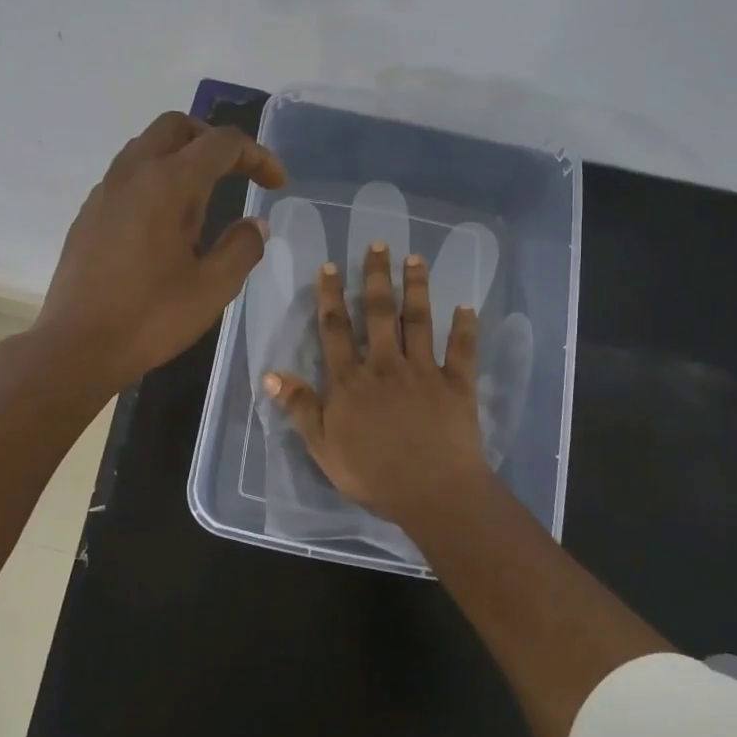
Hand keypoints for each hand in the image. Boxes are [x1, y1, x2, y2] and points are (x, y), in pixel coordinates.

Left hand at [34, 111, 286, 392]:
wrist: (76, 346)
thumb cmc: (150, 317)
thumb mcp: (213, 288)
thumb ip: (242, 247)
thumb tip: (254, 225)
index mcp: (168, 183)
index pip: (221, 143)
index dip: (258, 156)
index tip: (277, 184)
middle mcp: (133, 173)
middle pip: (177, 127)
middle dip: (214, 142)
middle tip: (237, 174)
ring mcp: (105, 191)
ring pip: (147, 147)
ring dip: (181, 156)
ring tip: (202, 200)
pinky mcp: (88, 213)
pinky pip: (127, 175)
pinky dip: (155, 179)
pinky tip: (164, 223)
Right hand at [262, 242, 489, 525]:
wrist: (432, 492)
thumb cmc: (372, 474)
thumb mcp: (322, 447)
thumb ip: (299, 407)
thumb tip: (270, 372)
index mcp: (351, 381)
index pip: (335, 330)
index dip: (330, 296)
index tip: (329, 266)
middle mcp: (386, 365)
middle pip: (379, 314)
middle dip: (377, 277)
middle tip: (378, 244)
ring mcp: (424, 372)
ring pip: (419, 321)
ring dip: (417, 288)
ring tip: (415, 259)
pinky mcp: (457, 385)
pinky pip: (462, 350)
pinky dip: (464, 328)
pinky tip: (466, 306)